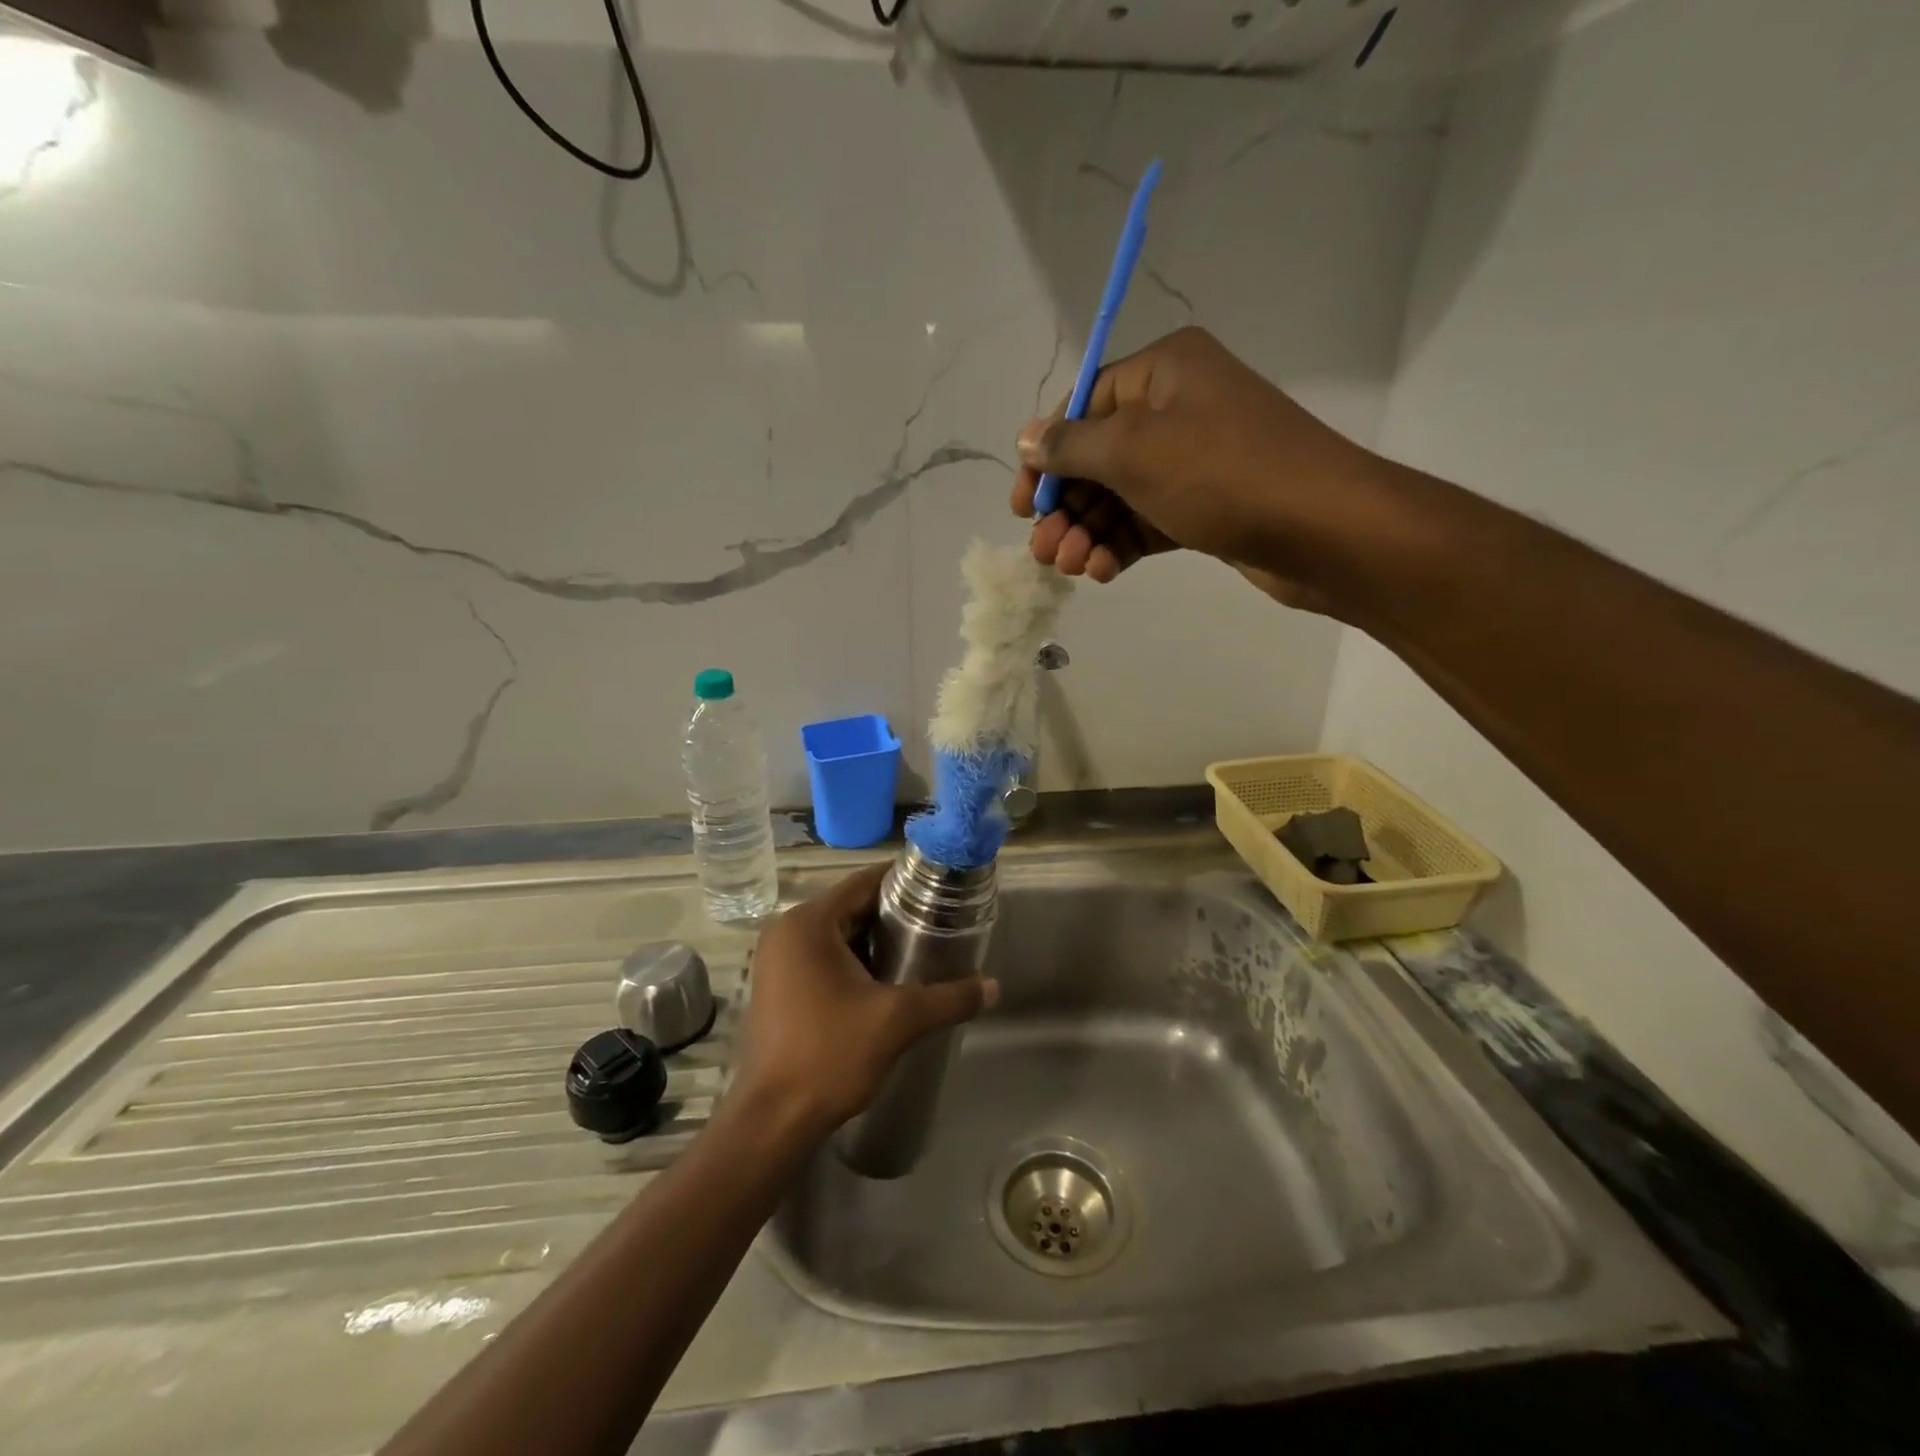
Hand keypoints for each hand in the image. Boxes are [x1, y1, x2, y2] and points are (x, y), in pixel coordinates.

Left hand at [731, 863, 997, 1138]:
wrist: (773, 1121)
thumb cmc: (830, 1055)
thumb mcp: (897, 1021)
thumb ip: (949, 998)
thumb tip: (994, 987)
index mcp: (808, 923)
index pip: (864, 882)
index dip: (905, 881)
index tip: (942, 888)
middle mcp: (787, 931)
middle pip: (852, 906)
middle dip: (895, 915)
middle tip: (940, 924)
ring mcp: (778, 960)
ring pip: (839, 934)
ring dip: (876, 941)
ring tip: (922, 951)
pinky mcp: (779, 986)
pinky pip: (824, 957)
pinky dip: (855, 961)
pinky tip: (887, 981)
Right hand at [1010, 326, 1388, 614]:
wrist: (1322, 529)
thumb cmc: (1222, 473)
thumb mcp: (1134, 451)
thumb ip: (1072, 445)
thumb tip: (1026, 438)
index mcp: (1163, 371)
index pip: (1083, 405)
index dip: (1045, 456)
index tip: (1021, 505)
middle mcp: (1177, 408)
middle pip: (1098, 457)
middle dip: (1066, 506)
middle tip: (1042, 550)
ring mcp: (1193, 460)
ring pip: (1120, 495)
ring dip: (1088, 532)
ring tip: (1069, 568)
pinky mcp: (1205, 506)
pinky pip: (1148, 521)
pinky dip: (1121, 545)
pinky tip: (1102, 571)